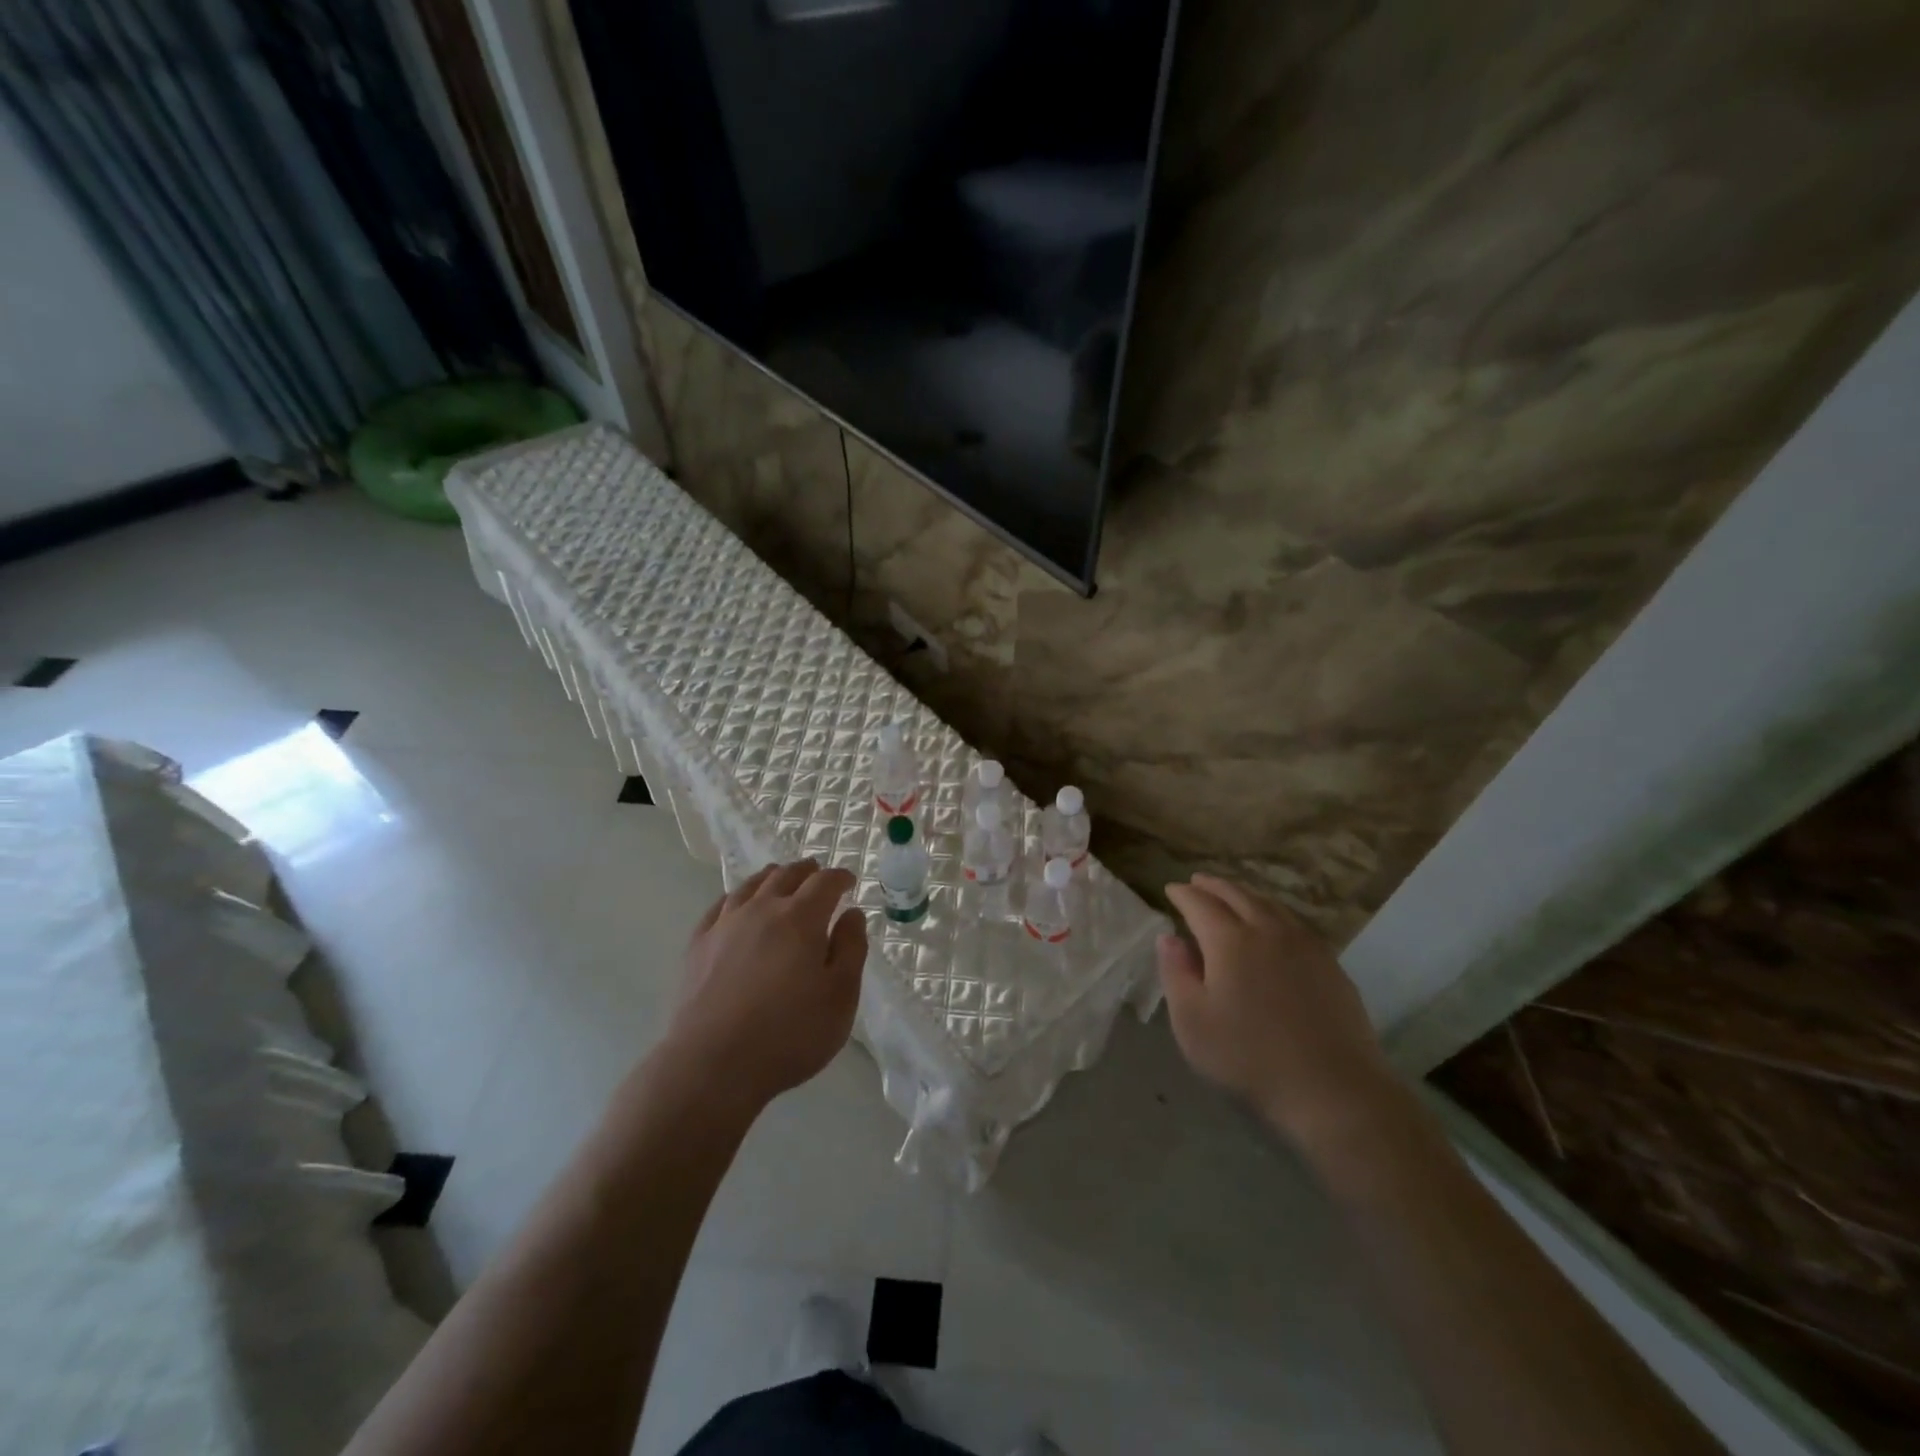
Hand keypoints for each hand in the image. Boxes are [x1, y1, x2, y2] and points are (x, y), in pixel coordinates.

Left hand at [666, 860, 869, 1111]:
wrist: (712, 1065)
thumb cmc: (789, 1035)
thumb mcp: (840, 997)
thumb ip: (850, 949)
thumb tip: (852, 914)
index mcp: (801, 919)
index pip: (825, 882)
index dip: (840, 877)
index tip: (850, 881)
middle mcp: (762, 910)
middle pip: (786, 876)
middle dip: (806, 870)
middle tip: (817, 872)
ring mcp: (725, 925)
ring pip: (751, 885)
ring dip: (772, 876)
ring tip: (780, 877)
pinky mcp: (698, 945)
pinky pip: (720, 906)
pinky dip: (736, 896)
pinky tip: (737, 903)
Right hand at [1159, 874, 1394, 1147]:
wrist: (1333, 1090)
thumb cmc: (1249, 1058)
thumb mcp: (1192, 1022)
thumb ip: (1176, 973)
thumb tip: (1169, 937)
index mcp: (1229, 940)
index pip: (1200, 904)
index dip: (1183, 894)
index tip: (1171, 890)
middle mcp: (1268, 930)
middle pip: (1237, 895)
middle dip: (1213, 886)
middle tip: (1197, 882)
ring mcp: (1305, 945)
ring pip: (1269, 904)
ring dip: (1245, 894)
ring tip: (1232, 896)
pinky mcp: (1330, 965)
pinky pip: (1294, 922)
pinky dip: (1274, 912)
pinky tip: (1274, 926)